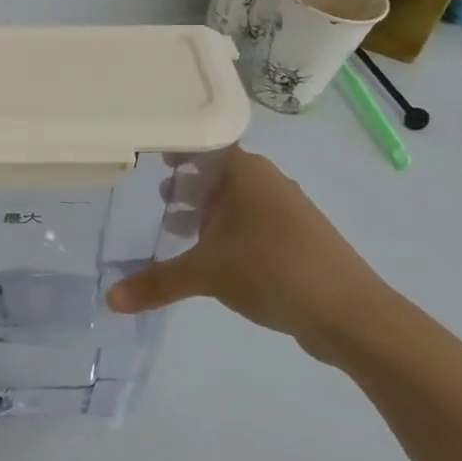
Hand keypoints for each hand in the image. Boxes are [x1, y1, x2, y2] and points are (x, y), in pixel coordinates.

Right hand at [104, 147, 391, 358]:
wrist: (352, 314)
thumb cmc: (272, 270)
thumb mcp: (205, 274)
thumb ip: (157, 282)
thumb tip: (109, 299)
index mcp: (245, 171)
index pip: (202, 145)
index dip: (174, 149)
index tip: (148, 157)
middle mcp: (268, 181)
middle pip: (218, 172)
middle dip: (188, 184)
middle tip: (157, 196)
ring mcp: (288, 210)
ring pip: (237, 199)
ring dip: (208, 210)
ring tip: (178, 229)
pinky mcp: (299, 239)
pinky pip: (253, 223)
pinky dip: (229, 230)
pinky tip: (215, 257)